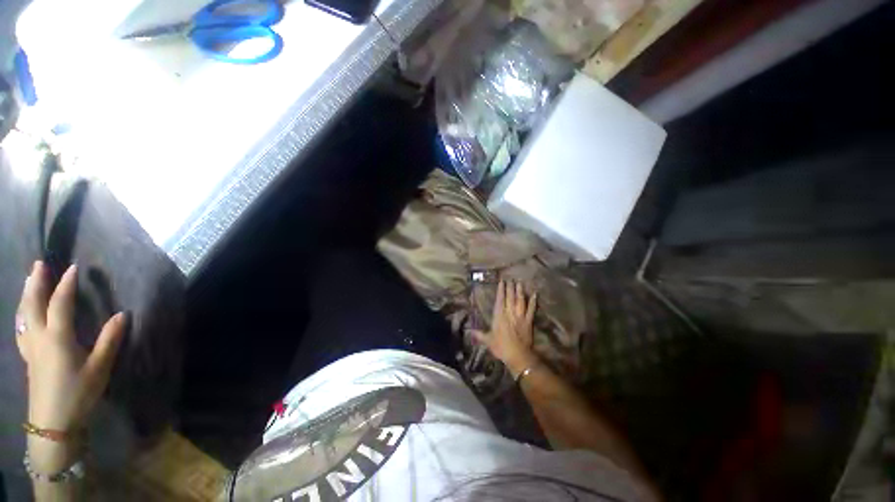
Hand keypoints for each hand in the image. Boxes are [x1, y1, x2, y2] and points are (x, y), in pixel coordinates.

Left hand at [16, 262, 125, 470]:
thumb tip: (123, 315)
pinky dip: (22, 314)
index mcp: (57, 337)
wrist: (52, 423)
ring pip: (23, 315)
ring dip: (26, 295)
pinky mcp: (27, 357)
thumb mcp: (99, 368)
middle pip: (33, 304)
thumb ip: (109, 340)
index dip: (67, 284)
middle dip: (36, 282)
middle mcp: (39, 337)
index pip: (60, 303)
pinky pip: (21, 328)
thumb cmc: (78, 393)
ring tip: (29, 281)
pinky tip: (23, 314)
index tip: (73, 268)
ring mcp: (30, 347)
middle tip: (39, 264)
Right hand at [473, 280, 538, 377]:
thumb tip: (469, 332)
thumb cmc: (501, 347)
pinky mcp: (528, 321)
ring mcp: (520, 316)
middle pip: (510, 297)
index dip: (501, 290)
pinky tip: (534, 294)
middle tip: (510, 279)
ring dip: (520, 291)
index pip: (500, 299)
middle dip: (510, 287)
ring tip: (519, 283)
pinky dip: (533, 302)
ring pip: (520, 300)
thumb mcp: (487, 340)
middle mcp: (510, 312)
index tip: (502, 281)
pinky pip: (531, 309)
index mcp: (499, 315)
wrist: (518, 355)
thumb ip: (479, 334)